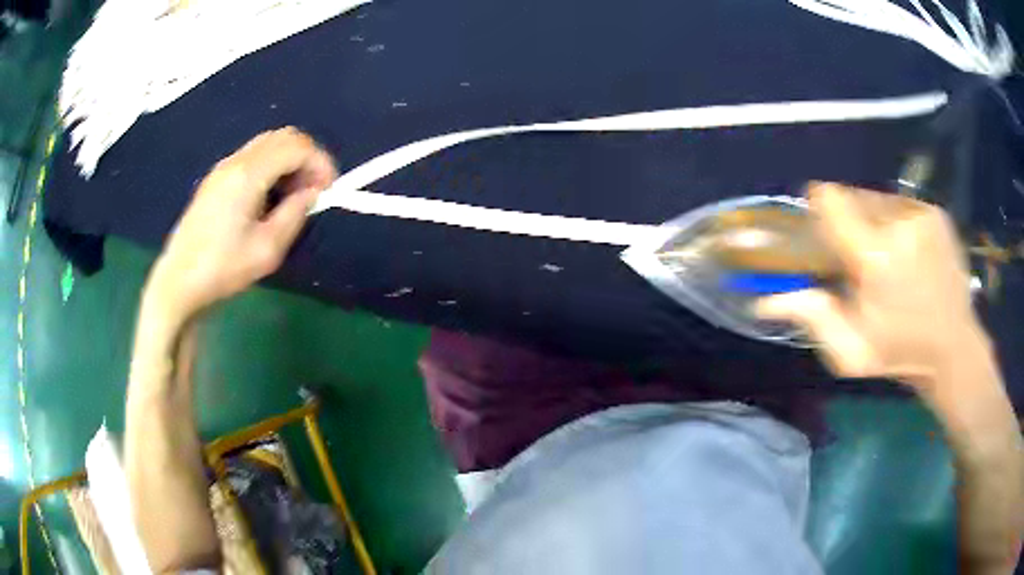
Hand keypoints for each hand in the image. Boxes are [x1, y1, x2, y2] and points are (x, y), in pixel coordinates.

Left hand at [146, 127, 336, 322]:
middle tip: (313, 191)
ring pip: (268, 145)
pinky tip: (270, 199)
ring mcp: (223, 168)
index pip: (296, 147)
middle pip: (283, 137)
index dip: (320, 162)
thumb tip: (311, 193)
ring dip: (289, 162)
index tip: (329, 190)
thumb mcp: (267, 249)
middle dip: (307, 158)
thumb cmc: (222, 269)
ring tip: (293, 197)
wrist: (179, 282)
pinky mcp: (216, 179)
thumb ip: (295, 214)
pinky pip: (253, 158)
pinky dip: (272, 168)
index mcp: (248, 175)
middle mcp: (236, 161)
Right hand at [756, 182, 991, 401]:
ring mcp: (920, 213)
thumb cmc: (900, 353)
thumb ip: (812, 318)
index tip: (820, 224)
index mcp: (874, 256)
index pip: (831, 199)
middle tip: (855, 253)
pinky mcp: (934, 212)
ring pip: (877, 197)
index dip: (819, 205)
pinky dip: (895, 221)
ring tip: (884, 253)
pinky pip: (900, 203)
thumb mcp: (851, 352)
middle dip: (847, 218)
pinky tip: (906, 251)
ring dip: (871, 219)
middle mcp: (897, 222)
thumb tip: (764, 300)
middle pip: (853, 195)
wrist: (954, 348)